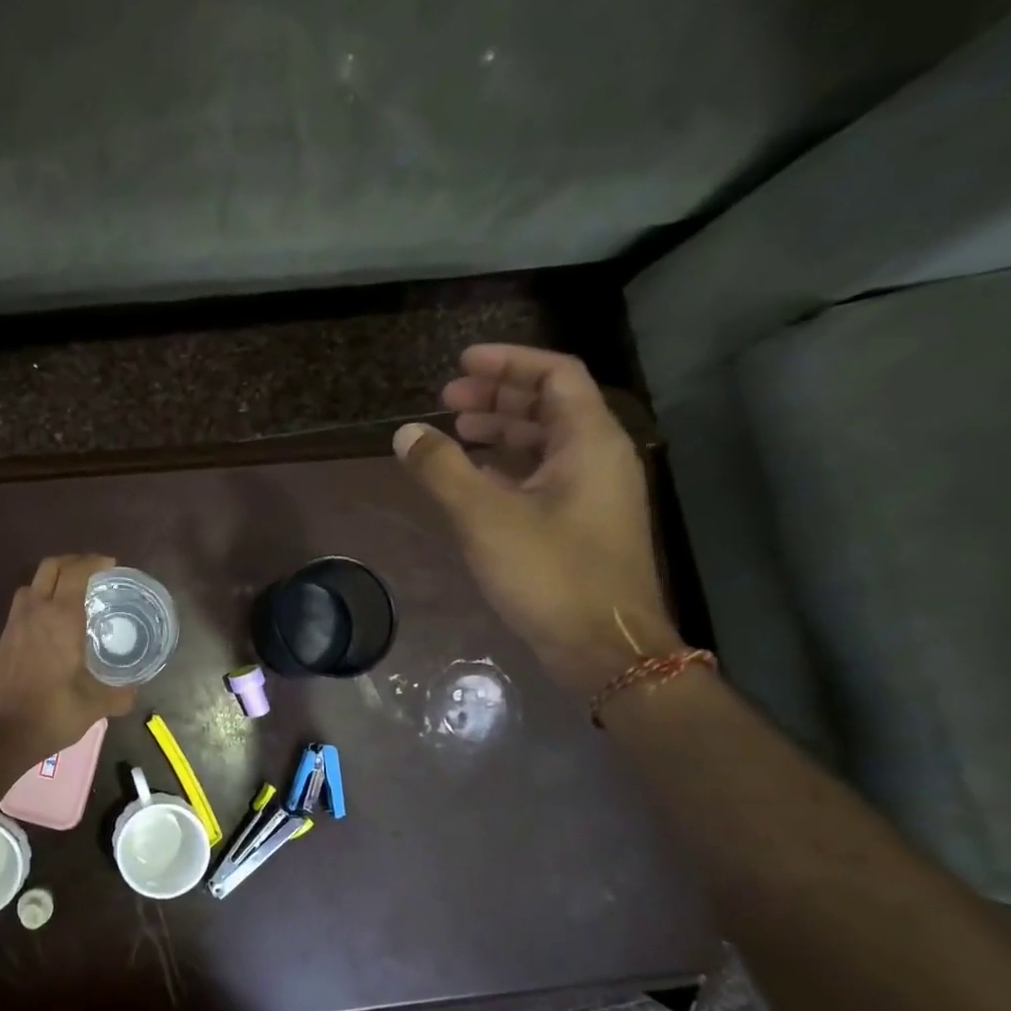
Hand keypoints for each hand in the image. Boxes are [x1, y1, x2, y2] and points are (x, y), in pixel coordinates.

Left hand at [0, 554, 136, 764]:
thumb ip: (119, 694)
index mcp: (60, 618)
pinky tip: (51, 626)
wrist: (0, 735)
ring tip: (71, 596)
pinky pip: (22, 607)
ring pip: (32, 585)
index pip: (76, 572)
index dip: (94, 562)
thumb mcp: (95, 706)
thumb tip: (134, 690)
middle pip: (50, 568)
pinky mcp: (2, 640)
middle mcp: (35, 612)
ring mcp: (14, 625)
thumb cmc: (51, 714)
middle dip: (73, 563)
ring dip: (52, 581)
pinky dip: (39, 602)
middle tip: (93, 574)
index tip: (111, 565)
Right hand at [393, 344, 680, 695]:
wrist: (604, 647)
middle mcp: (597, 457)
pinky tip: (472, 478)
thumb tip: (405, 432)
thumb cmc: (550, 573)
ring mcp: (591, 493)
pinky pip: (541, 476)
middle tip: (446, 399)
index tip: (461, 363)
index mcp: (589, 441)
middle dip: (496, 397)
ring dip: (499, 432)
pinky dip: (505, 467)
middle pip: (549, 406)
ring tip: (453, 433)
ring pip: (544, 443)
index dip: (508, 362)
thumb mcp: (485, 517)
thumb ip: (442, 469)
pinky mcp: (579, 524)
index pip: (554, 375)